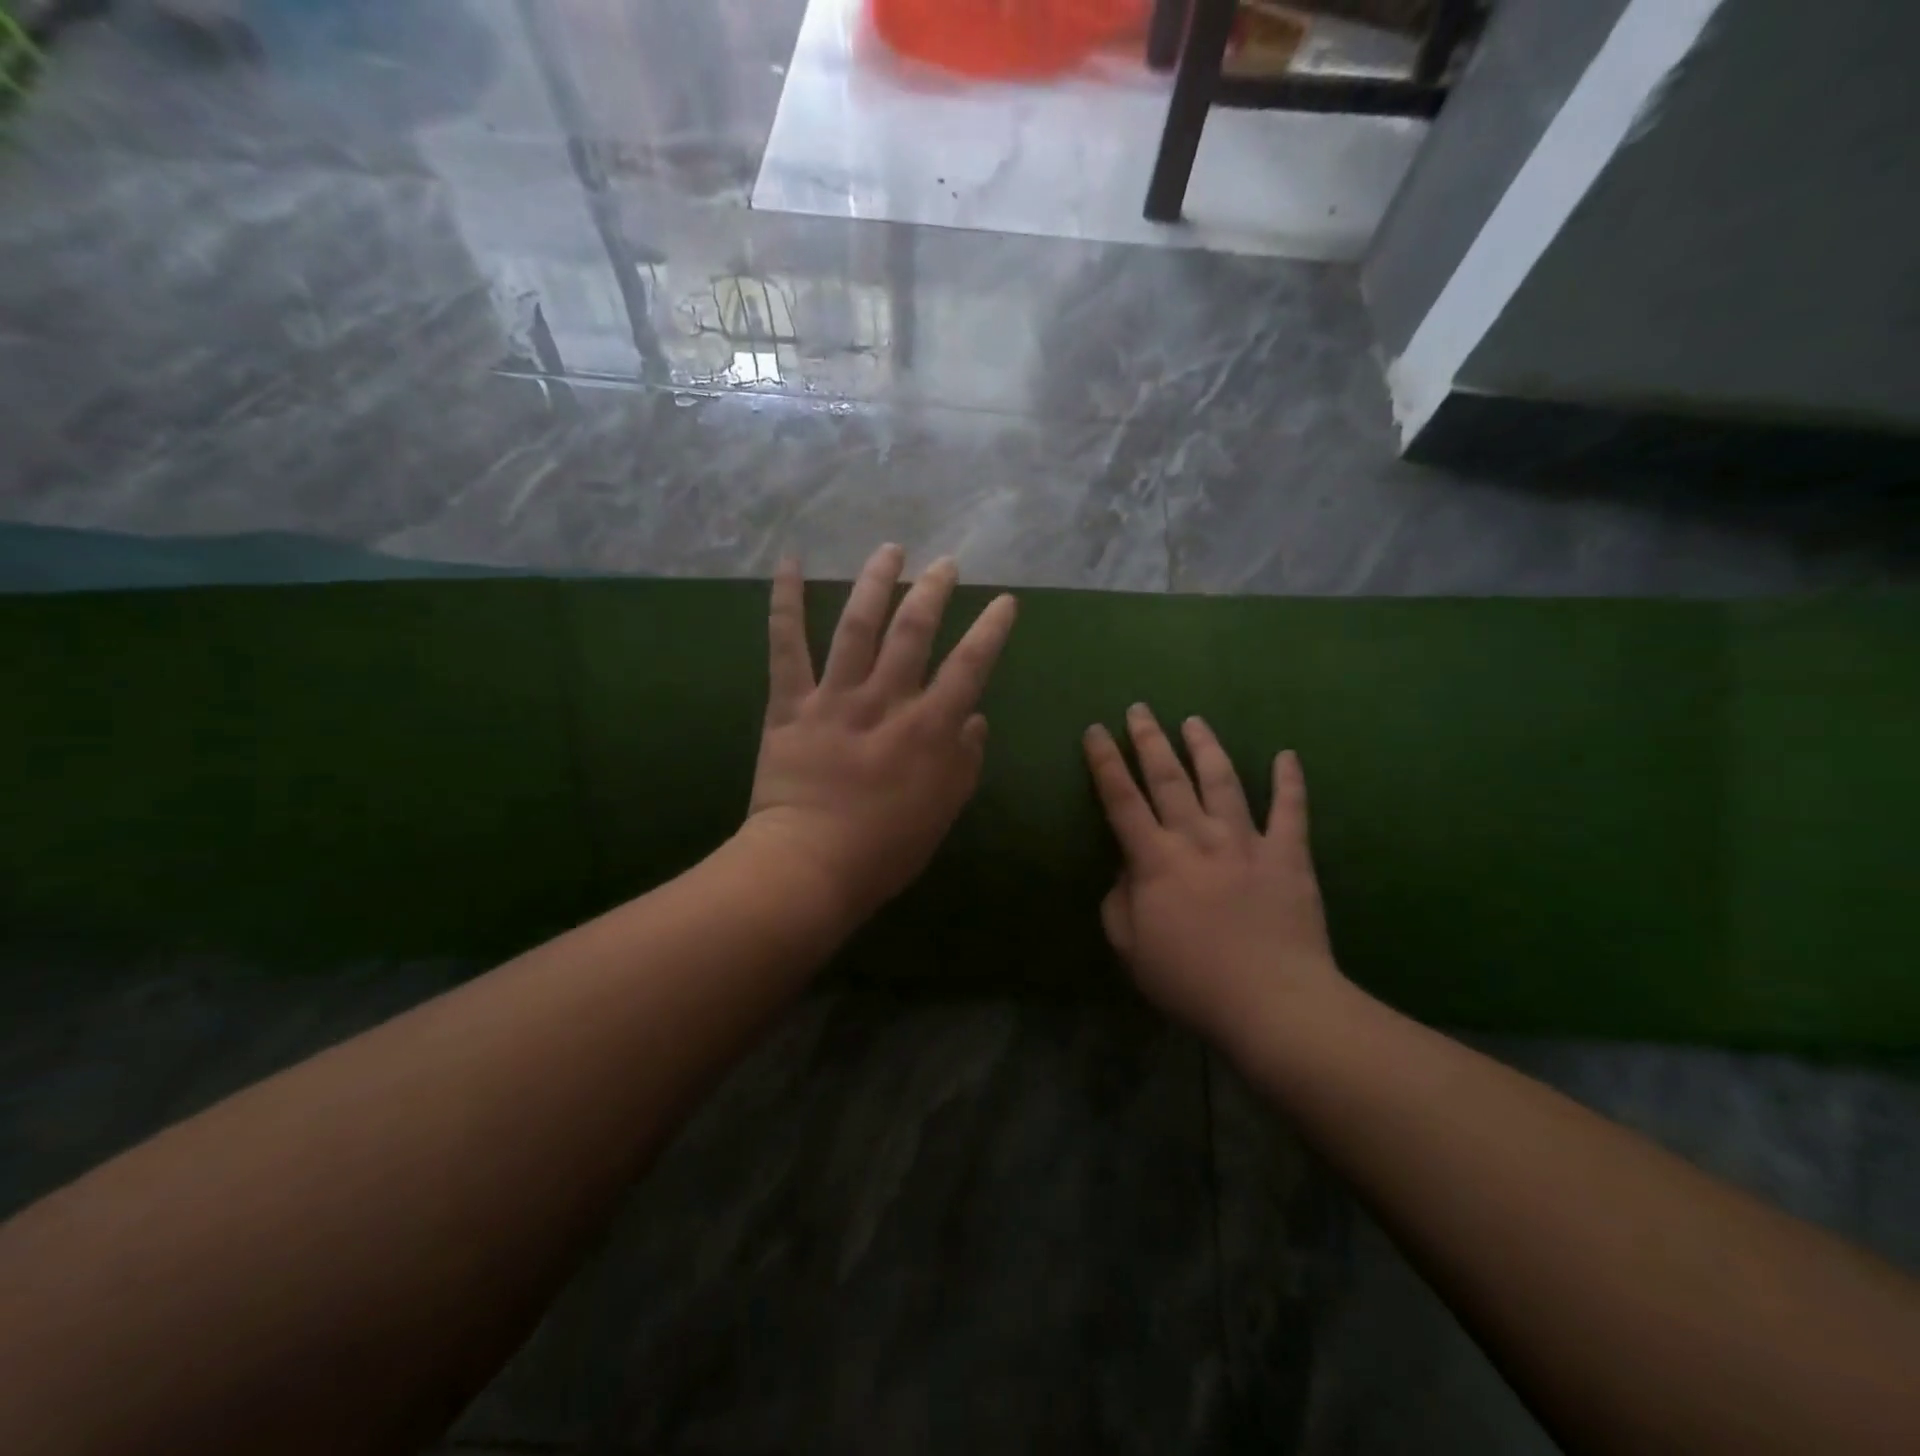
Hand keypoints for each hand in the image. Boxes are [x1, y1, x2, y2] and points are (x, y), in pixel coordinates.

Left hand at [741, 544, 1018, 929]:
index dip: (990, 630)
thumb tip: (975, 719)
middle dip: (933, 590)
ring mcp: (834, 698)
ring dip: (876, 582)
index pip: (969, 666)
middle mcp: (885, 701)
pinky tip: (789, 562)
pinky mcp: (790, 704)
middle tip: (945, 564)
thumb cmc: (884, 850)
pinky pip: (786, 646)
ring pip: (858, 626)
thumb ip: (964, 762)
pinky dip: (785, 602)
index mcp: (929, 729)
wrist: (808, 867)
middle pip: (914, 631)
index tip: (1004, 601)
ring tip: (891, 549)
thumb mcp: (943, 811)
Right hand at [1084, 705, 1347, 1049]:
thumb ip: (1119, 902)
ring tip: (1194, 721)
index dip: (1105, 762)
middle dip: (1149, 740)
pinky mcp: (1288, 856)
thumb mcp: (1131, 949)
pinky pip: (1291, 811)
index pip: (1121, 799)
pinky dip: (1290, 782)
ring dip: (1206, 747)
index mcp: (1155, 860)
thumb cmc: (1192, 982)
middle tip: (1140, 709)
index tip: (1096, 730)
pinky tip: (1287, 755)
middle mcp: (1197, 838)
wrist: (1273, 1004)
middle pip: (1168, 778)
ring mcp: (1246, 843)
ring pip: (1222, 782)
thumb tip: (1126, 870)